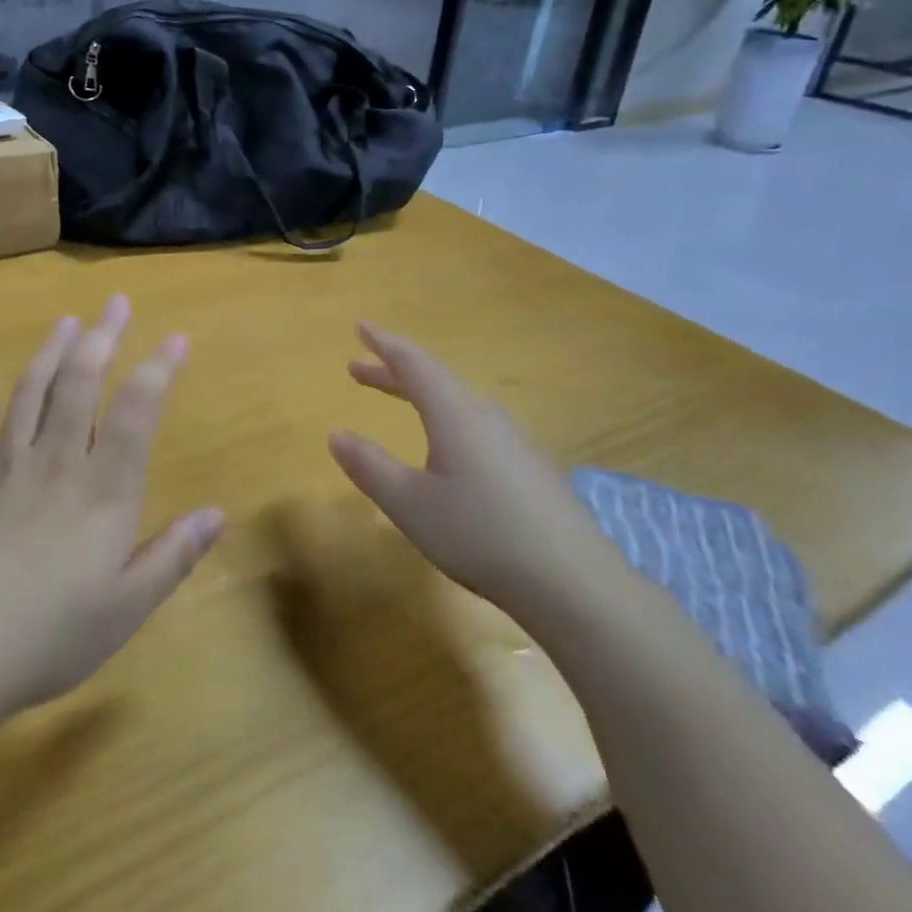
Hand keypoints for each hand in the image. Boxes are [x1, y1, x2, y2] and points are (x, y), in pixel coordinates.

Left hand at [0, 295, 224, 722]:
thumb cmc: (46, 635)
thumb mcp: (125, 608)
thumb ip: (173, 555)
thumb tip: (219, 513)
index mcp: (101, 491)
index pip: (134, 413)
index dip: (157, 370)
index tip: (175, 337)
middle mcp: (54, 464)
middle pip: (78, 384)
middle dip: (101, 337)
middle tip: (114, 301)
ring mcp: (4, 470)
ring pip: (29, 394)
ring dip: (49, 353)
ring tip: (65, 321)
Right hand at [326, 323, 612, 612]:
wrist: (575, 584)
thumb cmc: (480, 534)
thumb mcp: (410, 504)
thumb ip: (370, 466)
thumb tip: (336, 434)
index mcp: (455, 414)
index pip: (414, 364)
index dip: (384, 344)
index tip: (361, 327)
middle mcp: (486, 417)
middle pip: (435, 381)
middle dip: (394, 373)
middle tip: (357, 370)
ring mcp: (515, 442)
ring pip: (458, 404)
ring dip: (421, 397)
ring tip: (399, 401)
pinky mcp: (531, 469)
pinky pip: (477, 426)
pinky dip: (446, 420)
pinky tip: (447, 450)